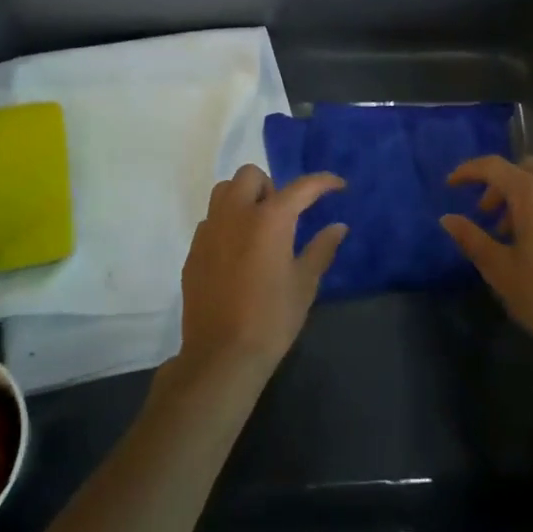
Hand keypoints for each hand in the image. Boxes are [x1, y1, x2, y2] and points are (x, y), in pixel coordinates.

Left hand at [176, 165, 347, 384]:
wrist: (221, 356)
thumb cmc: (271, 319)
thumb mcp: (304, 285)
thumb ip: (321, 249)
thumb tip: (338, 226)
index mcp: (270, 219)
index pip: (301, 187)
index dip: (323, 182)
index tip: (338, 185)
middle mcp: (236, 213)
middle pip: (251, 175)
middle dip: (270, 186)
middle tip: (283, 216)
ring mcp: (210, 229)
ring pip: (224, 190)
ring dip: (243, 197)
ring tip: (256, 227)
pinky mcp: (194, 249)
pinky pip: (210, 220)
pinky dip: (226, 223)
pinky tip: (236, 252)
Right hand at [441, 156, 532, 377]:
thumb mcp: (500, 271)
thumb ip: (472, 239)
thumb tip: (448, 219)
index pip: (496, 167)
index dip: (469, 171)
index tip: (451, 185)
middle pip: (525, 168)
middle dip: (500, 183)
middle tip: (485, 212)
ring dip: (522, 196)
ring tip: (509, 234)